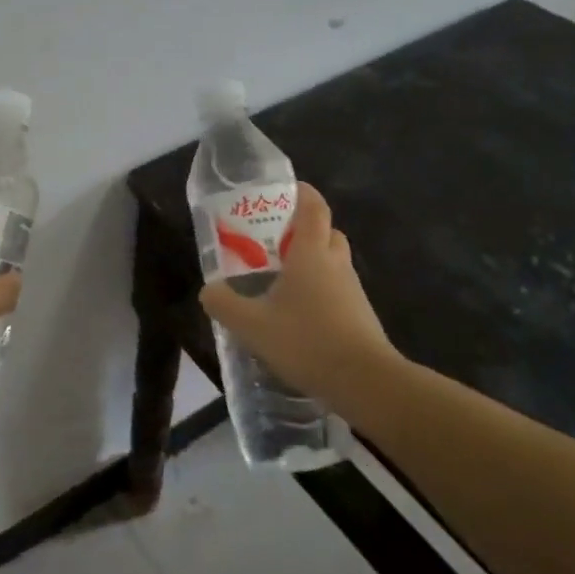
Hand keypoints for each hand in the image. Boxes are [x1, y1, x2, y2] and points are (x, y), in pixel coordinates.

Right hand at [199, 183, 397, 402]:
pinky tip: (299, 316)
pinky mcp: (361, 316)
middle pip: (327, 232)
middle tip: (275, 241)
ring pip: (334, 262)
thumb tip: (208, 290)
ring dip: (313, 263)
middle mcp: (336, 264)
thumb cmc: (307, 341)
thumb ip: (224, 304)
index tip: (284, 190)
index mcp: (312, 254)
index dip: (302, 193)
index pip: (314, 207)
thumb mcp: (252, 325)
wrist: (366, 383)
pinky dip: (321, 292)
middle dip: (304, 230)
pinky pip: (339, 290)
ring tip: (281, 281)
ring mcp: (353, 291)